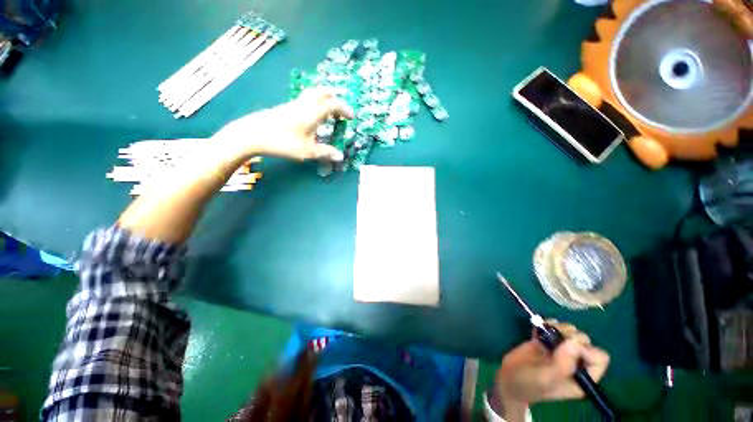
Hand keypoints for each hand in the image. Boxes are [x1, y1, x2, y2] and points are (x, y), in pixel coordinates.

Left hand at [215, 87, 353, 161]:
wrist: (253, 134)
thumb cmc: (283, 142)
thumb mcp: (308, 151)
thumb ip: (325, 153)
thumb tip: (341, 157)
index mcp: (313, 113)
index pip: (333, 104)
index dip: (345, 109)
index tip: (351, 117)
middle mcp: (305, 104)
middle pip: (323, 92)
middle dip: (334, 98)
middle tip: (340, 110)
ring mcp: (294, 104)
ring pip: (313, 94)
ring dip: (324, 99)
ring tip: (328, 112)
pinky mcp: (286, 107)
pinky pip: (305, 99)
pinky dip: (315, 103)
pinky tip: (312, 116)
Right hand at [492, 321, 609, 416]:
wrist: (508, 378)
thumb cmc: (529, 384)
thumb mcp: (545, 379)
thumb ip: (562, 364)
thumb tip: (575, 341)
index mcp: (582, 377)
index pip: (599, 358)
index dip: (587, 350)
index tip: (569, 347)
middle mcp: (575, 363)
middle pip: (585, 342)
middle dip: (570, 336)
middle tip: (554, 339)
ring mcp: (560, 351)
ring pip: (570, 332)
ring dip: (559, 328)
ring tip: (545, 332)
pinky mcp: (546, 341)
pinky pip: (553, 327)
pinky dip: (547, 323)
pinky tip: (539, 327)